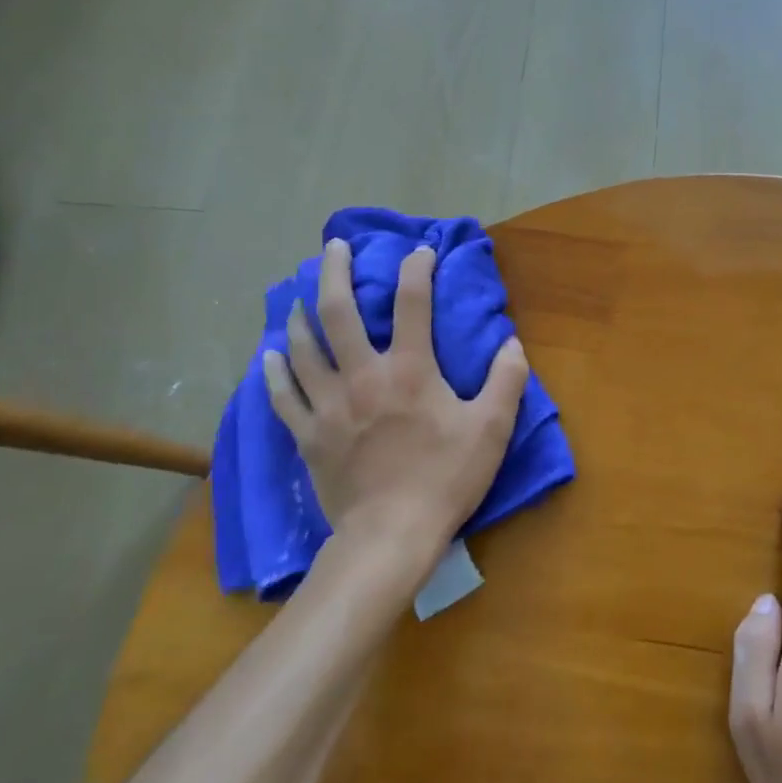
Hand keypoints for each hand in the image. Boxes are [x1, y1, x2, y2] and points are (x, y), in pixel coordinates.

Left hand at [263, 238, 529, 559]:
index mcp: (410, 369)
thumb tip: (511, 343)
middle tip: (333, 247)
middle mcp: (362, 375)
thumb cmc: (446, 478)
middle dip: (334, 272)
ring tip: (298, 295)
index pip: (412, 302)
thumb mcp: (492, 428)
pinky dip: (274, 372)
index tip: (420, 252)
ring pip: (303, 347)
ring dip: (300, 315)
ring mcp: (328, 405)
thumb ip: (507, 379)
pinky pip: (282, 396)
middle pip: (338, 312)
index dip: (416, 269)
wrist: (391, 535)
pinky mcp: (308, 435)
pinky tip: (269, 356)